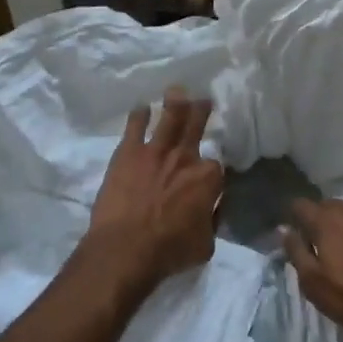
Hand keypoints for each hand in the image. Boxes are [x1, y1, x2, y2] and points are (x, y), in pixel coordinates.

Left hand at [88, 86, 225, 292]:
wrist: (125, 248)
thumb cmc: (168, 251)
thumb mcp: (205, 244)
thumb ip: (211, 221)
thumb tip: (211, 210)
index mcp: (208, 179)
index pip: (216, 166)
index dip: (212, 171)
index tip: (208, 175)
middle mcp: (185, 157)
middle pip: (196, 126)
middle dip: (201, 111)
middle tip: (203, 99)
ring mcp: (155, 151)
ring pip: (169, 118)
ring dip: (175, 102)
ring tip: (177, 90)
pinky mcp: (127, 152)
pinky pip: (135, 126)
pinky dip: (139, 115)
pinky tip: (141, 107)